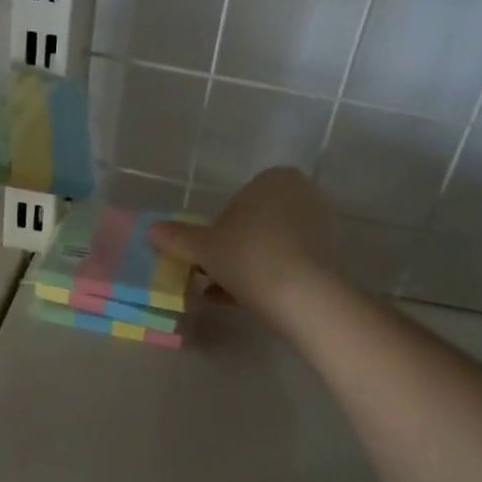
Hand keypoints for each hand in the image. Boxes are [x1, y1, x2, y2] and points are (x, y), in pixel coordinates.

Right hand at [148, 167, 334, 324]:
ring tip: (223, 293)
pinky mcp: (330, 258)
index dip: (219, 226)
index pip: (238, 198)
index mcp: (274, 179)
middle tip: (213, 272)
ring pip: (272, 245)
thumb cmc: (248, 257)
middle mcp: (302, 195)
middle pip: (256, 222)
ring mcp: (321, 227)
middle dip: (234, 247)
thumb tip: (151, 230)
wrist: (304, 296)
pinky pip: (289, 263)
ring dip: (247, 266)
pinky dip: (267, 277)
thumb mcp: (203, 248)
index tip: (207, 251)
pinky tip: (243, 301)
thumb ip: (177, 238)